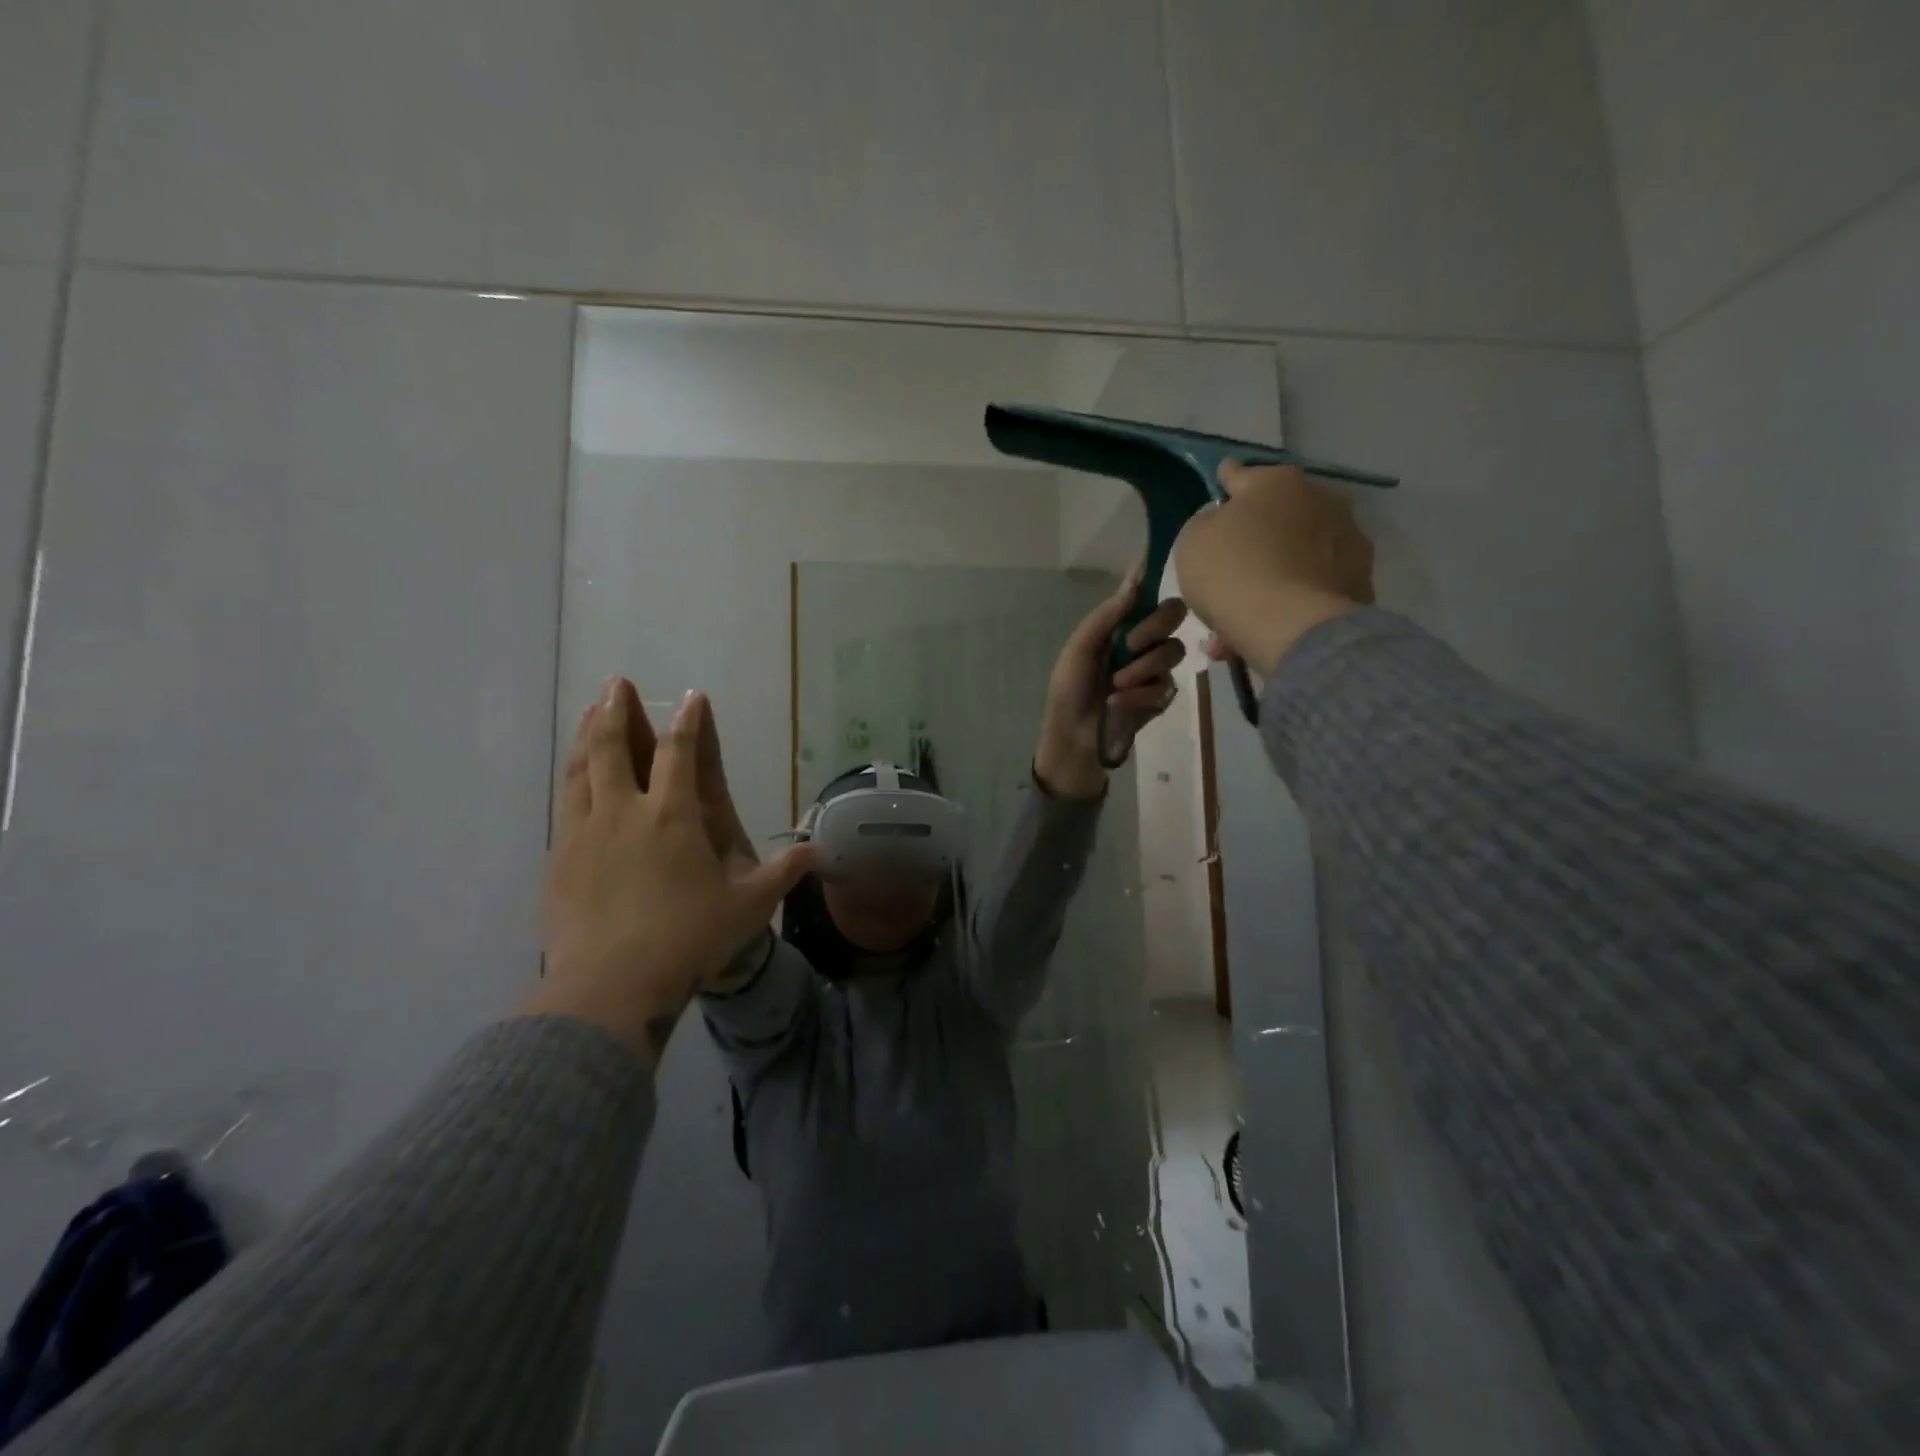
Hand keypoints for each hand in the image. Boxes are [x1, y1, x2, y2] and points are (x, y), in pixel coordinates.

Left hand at [519, 679, 814, 1061]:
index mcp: (672, 816)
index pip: (681, 753)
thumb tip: (817, 850)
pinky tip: (573, 774)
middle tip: (616, 682)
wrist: (610, 985)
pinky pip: (565, 802)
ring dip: (588, 735)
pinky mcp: (559, 857)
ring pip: (583, 769)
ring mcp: (585, 832)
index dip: (689, 721)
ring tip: (590, 711)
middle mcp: (625, 812)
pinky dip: (572, 776)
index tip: (690, 696)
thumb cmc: (688, 940)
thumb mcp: (748, 908)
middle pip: (616, 747)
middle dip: (618, 710)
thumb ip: (783, 873)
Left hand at [1034, 570, 1188, 799]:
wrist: (1072, 738)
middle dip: (1154, 628)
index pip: (1147, 595)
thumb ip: (1106, 616)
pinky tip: (1117, 704)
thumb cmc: (1068, 690)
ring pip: (1172, 652)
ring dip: (1141, 668)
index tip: (1156, 569)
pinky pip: (1165, 686)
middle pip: (1174, 615)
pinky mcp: (1161, 698)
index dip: (1154, 579)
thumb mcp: (1079, 649)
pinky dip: (1138, 696)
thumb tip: (1134, 580)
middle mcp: (1142, 642)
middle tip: (1132, 644)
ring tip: (1115, 685)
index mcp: (1119, 625)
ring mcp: (1154, 670)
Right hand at [1173, 462, 1374, 675]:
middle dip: (1257, 537)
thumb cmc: (1231, 572)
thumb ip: (1207, 524)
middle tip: (1232, 566)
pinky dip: (1294, 601)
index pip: (1242, 475)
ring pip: (1298, 556)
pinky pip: (1314, 588)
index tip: (1224, 479)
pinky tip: (1270, 627)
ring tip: (1247, 611)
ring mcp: (1347, 542)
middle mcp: (1320, 500)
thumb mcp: (1193, 541)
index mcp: (1276, 482)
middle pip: (1278, 516)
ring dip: (1275, 574)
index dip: (1228, 480)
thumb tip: (1225, 523)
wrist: (1289, 625)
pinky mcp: (1360, 582)